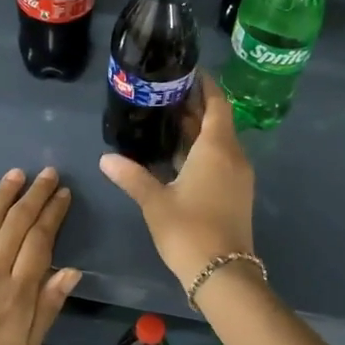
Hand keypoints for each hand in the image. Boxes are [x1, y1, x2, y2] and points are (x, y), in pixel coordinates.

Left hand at [0, 167, 81, 344]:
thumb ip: (47, 307)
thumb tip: (71, 271)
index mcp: (18, 293)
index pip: (40, 240)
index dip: (53, 214)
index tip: (63, 195)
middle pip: (17, 223)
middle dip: (35, 195)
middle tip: (48, 174)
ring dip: (4, 194)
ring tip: (17, 175)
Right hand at [99, 72, 255, 292]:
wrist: (222, 274)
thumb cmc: (189, 230)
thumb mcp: (155, 201)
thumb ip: (132, 176)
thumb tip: (106, 158)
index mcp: (217, 149)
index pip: (217, 104)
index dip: (205, 85)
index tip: (188, 71)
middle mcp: (233, 156)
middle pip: (217, 121)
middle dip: (195, 106)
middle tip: (166, 92)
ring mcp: (238, 177)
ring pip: (219, 142)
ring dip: (197, 130)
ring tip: (166, 118)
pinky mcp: (236, 194)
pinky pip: (220, 160)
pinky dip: (201, 150)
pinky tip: (177, 155)